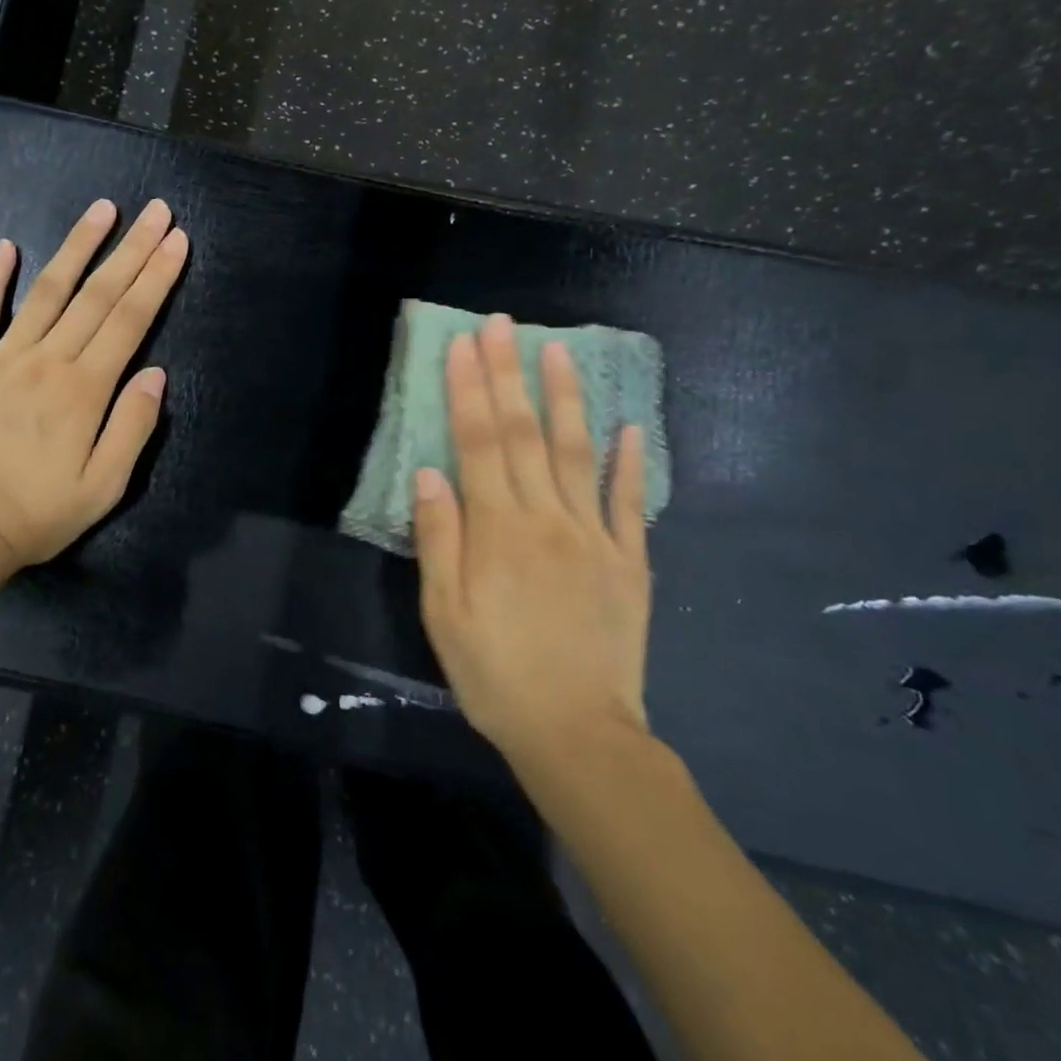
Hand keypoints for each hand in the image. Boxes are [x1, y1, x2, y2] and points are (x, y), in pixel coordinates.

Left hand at [0, 198, 187, 566]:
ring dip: (76, 247)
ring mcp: (3, 357)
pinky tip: (6, 246)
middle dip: (131, 249)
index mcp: (86, 389)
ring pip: (46, 291)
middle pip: (96, 295)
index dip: (156, 277)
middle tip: (155, 209)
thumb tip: (156, 372)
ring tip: (101, 209)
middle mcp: (48, 361)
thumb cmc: (40, 513)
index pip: (129, 320)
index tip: (176, 240)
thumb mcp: (105, 485)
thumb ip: (133, 426)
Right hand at [413, 315, 652, 771]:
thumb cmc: (495, 673)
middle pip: (523, 434)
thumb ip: (439, 539)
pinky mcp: (629, 562)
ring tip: (561, 351)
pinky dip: (631, 462)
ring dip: (566, 399)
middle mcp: (547, 519)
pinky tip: (631, 427)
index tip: (464, 345)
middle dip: (509, 375)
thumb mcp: (444, 614)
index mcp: (498, 530)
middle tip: (503, 325)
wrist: (578, 735)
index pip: (479, 443)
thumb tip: (429, 474)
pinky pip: (630, 503)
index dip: (470, 390)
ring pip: (576, 453)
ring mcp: (594, 537)